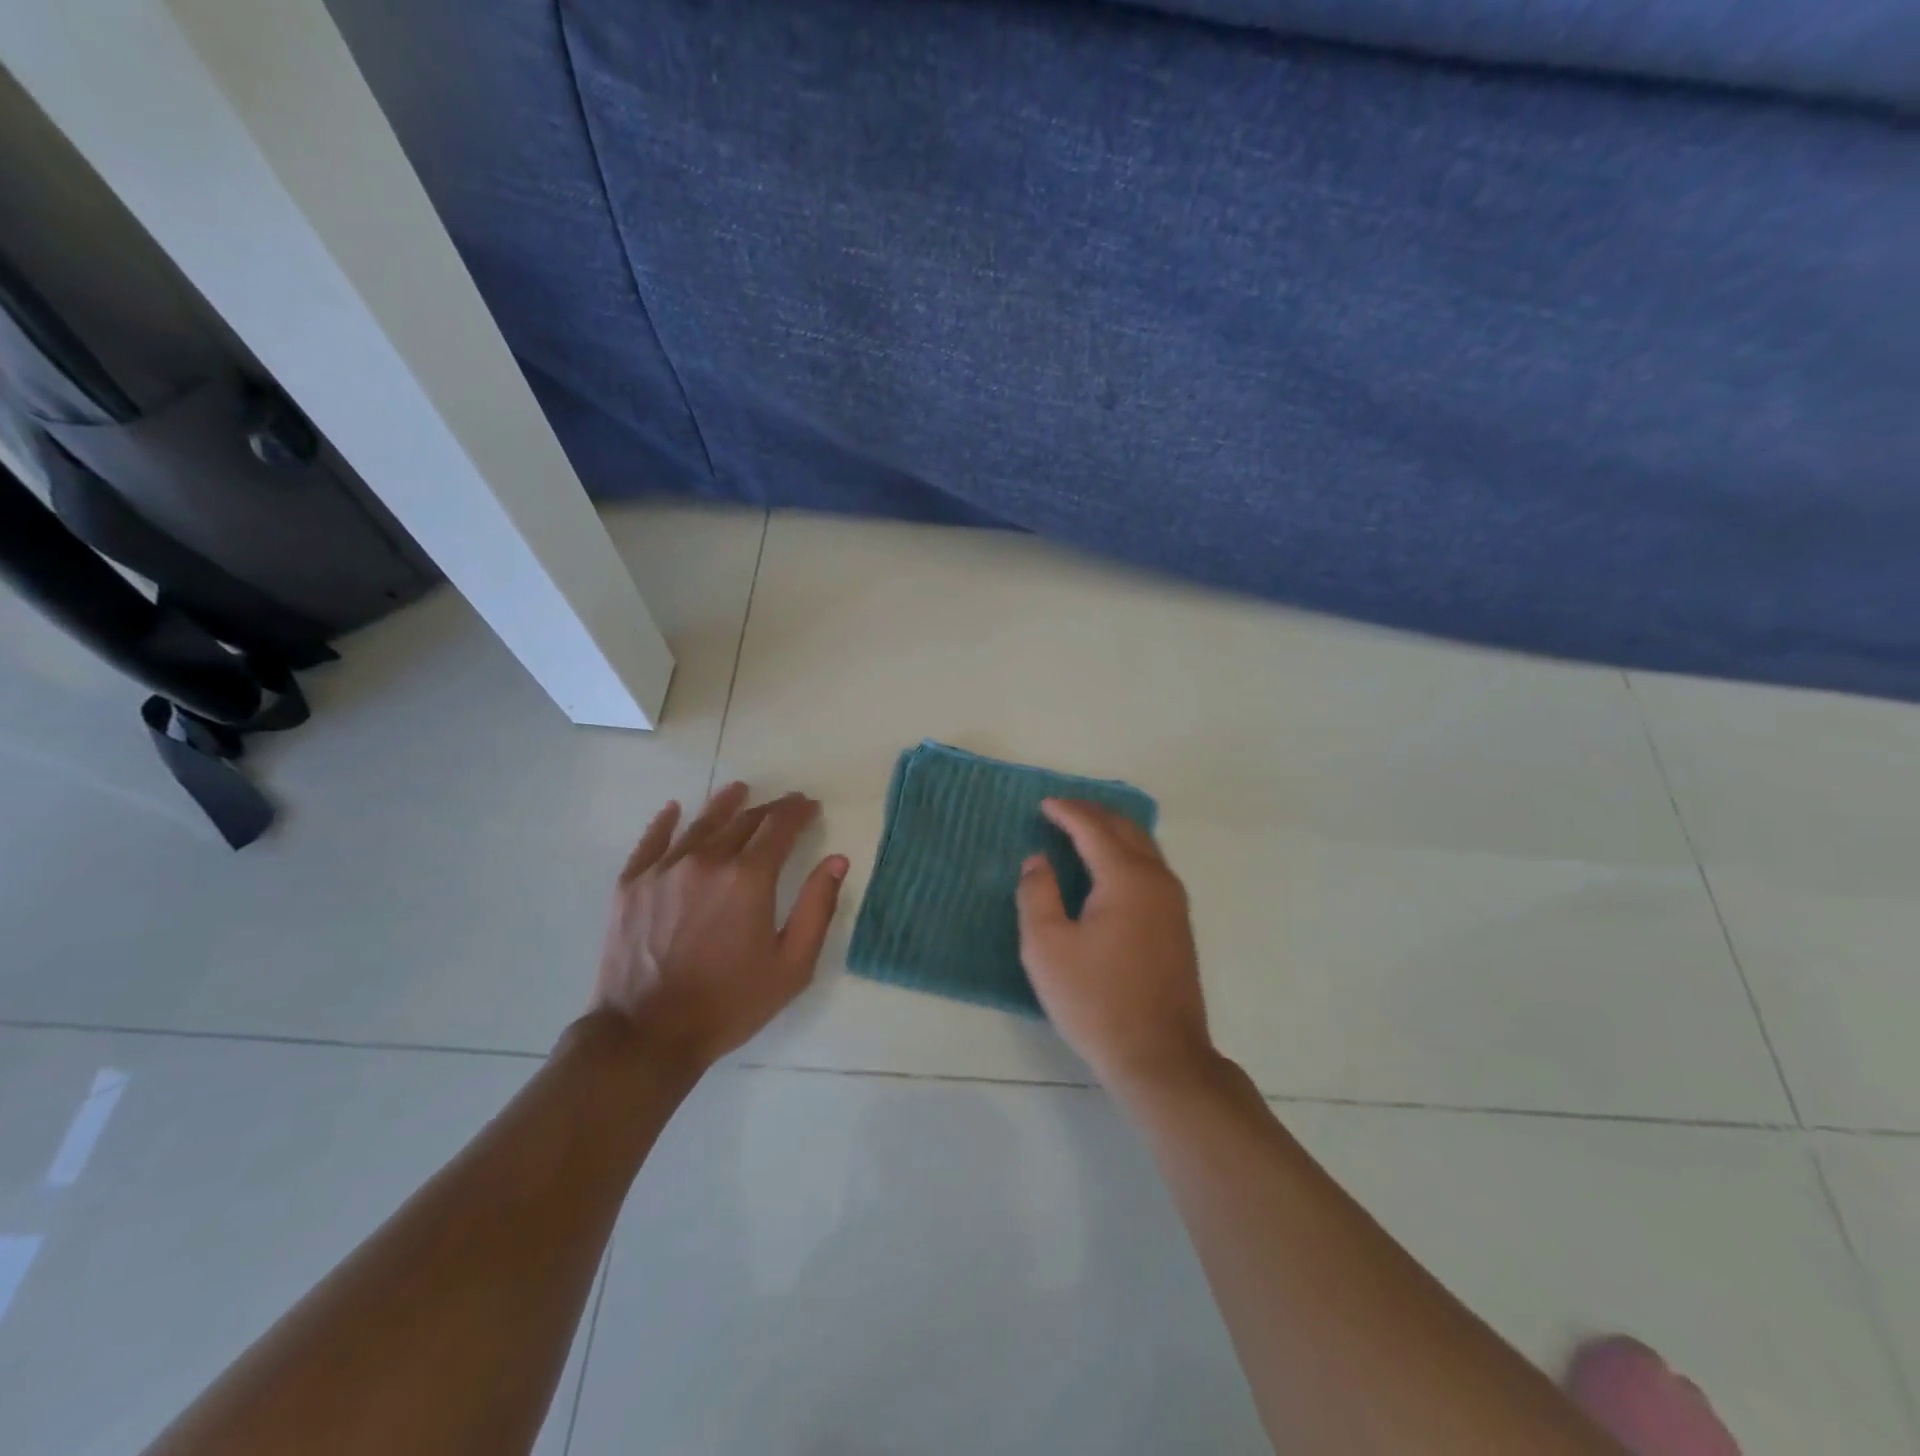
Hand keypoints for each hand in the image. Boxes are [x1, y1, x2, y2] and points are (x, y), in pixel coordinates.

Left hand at [591, 782, 847, 1074]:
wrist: (647, 1035)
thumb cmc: (730, 1003)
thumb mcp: (792, 965)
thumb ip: (818, 907)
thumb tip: (837, 860)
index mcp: (748, 878)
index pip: (780, 827)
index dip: (798, 812)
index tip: (809, 806)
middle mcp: (706, 861)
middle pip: (743, 821)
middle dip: (769, 810)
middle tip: (784, 806)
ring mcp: (664, 869)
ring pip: (700, 824)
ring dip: (725, 804)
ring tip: (738, 790)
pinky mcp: (631, 884)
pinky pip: (652, 841)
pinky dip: (666, 822)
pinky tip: (674, 810)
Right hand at [1015, 799, 1216, 1095]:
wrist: (1160, 1057)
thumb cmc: (1096, 1001)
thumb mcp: (1047, 947)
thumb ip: (1037, 894)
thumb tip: (1038, 860)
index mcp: (1126, 878)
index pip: (1094, 828)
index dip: (1067, 812)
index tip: (1043, 804)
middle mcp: (1157, 880)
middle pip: (1126, 829)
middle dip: (1093, 813)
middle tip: (1062, 809)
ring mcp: (1174, 903)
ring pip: (1144, 846)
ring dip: (1113, 831)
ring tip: (1083, 830)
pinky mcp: (1178, 925)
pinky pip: (1151, 868)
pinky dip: (1127, 853)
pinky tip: (1109, 867)